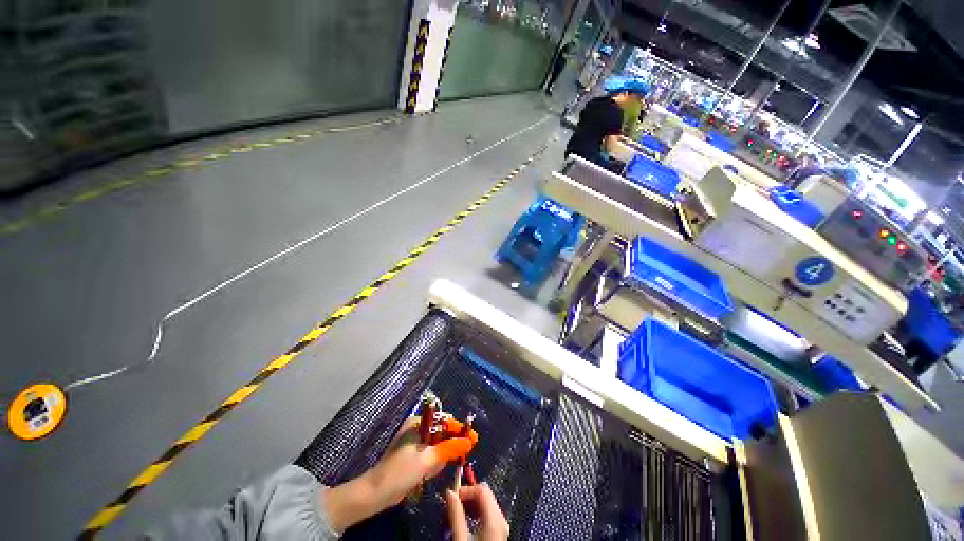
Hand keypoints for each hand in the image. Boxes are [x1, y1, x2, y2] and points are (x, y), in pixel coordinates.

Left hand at [322, 415, 477, 531]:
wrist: (377, 492)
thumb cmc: (402, 471)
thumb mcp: (428, 459)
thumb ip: (450, 448)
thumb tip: (469, 442)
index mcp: (419, 422)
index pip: (445, 421)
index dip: (460, 430)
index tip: (473, 439)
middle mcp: (418, 428)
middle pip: (442, 434)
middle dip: (446, 449)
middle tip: (447, 460)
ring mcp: (415, 441)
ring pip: (438, 447)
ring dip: (438, 459)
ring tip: (428, 471)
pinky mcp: (414, 455)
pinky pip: (431, 456)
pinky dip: (432, 465)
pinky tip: (425, 475)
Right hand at [444, 483, 508, 540]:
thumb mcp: (460, 539)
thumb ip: (455, 514)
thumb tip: (449, 492)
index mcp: (495, 519)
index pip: (482, 489)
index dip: (465, 490)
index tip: (450, 498)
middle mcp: (501, 519)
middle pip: (485, 495)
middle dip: (466, 497)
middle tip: (450, 507)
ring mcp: (502, 527)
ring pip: (486, 504)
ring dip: (469, 505)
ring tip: (454, 515)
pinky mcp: (499, 534)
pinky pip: (487, 514)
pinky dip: (475, 514)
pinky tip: (464, 522)